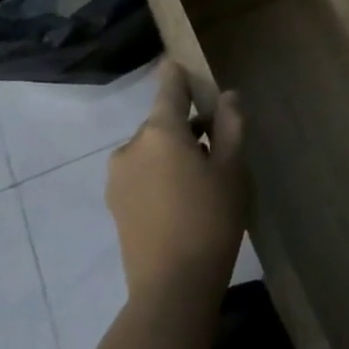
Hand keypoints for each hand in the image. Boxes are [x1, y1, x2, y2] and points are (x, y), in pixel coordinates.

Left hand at [106, 62, 249, 299]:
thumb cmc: (211, 218)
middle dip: (189, 125)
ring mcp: (118, 177)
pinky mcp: (115, 203)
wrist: (172, 286)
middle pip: (163, 122)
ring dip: (175, 152)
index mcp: (160, 131)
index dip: (179, 73)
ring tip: (205, 179)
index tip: (184, 62)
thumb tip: (228, 96)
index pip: (169, 88)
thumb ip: (231, 125)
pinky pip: (142, 172)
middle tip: (221, 146)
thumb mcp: (233, 168)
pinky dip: (162, 173)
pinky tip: (184, 199)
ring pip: (152, 149)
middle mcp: (131, 147)